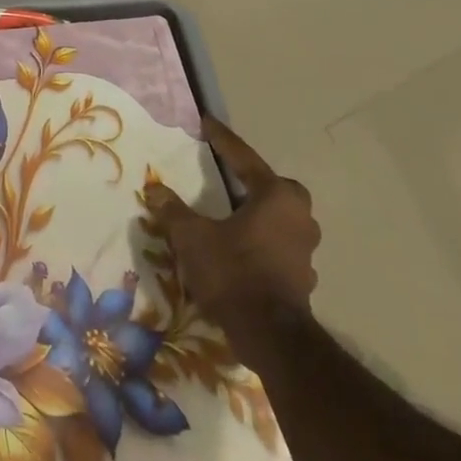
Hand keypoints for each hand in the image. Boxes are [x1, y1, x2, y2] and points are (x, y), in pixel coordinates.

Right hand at [143, 118, 320, 369]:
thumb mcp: (192, 236)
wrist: (270, 338)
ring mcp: (305, 250)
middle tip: (226, 177)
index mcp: (276, 196)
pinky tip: (238, 248)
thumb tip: (155, 189)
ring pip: (278, 218)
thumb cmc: (234, 272)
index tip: (207, 122)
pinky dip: (259, 241)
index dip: (221, 139)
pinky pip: (277, 245)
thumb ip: (173, 210)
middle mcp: (298, 217)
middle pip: (273, 188)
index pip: (243, 158)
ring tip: (228, 214)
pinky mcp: (302, 278)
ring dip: (256, 213)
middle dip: (251, 181)